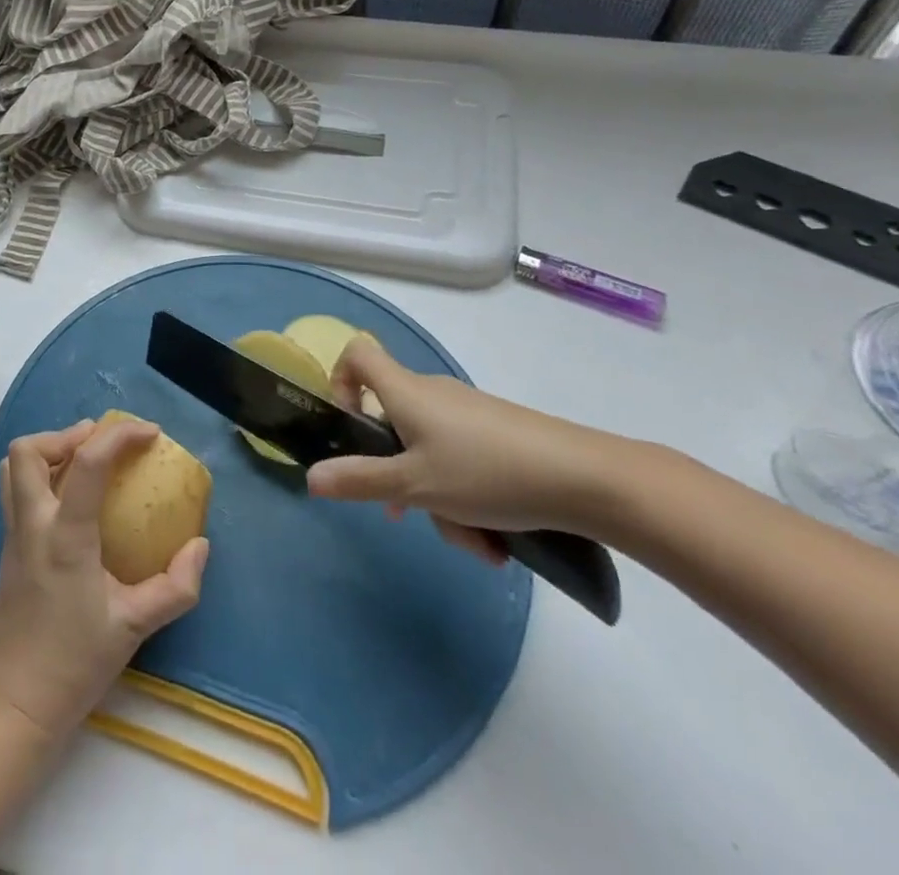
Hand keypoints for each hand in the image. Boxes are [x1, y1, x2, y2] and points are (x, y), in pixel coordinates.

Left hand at [0, 417, 208, 739]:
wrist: (18, 701)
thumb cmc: (76, 662)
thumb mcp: (135, 627)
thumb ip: (175, 587)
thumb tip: (200, 546)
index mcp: (65, 536)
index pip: (88, 463)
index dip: (120, 436)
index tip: (150, 433)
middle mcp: (32, 524)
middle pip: (29, 450)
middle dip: (67, 434)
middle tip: (102, 443)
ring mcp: (13, 533)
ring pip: (14, 466)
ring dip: (48, 450)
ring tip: (84, 461)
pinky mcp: (7, 546)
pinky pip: (15, 489)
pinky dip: (41, 474)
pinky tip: (71, 497)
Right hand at [308, 337, 627, 560]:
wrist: (588, 479)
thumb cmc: (487, 472)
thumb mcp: (415, 485)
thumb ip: (360, 480)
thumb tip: (310, 476)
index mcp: (405, 392)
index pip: (357, 354)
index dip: (340, 381)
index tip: (348, 427)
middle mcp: (433, 394)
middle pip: (392, 421)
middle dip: (395, 473)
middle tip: (404, 513)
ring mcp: (468, 414)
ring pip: (430, 452)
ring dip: (438, 499)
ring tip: (473, 544)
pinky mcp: (499, 434)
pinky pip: (462, 461)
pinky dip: (467, 497)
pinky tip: (495, 540)